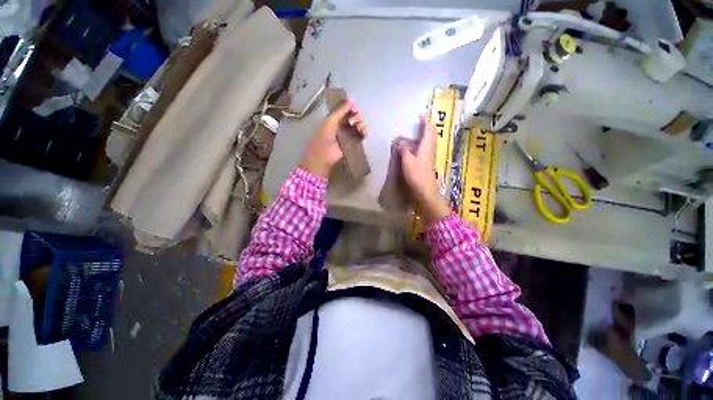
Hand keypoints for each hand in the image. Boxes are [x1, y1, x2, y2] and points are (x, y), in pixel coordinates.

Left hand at [300, 100, 366, 177]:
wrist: (324, 156)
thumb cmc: (324, 137)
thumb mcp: (330, 121)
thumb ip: (340, 111)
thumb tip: (352, 100)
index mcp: (335, 119)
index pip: (347, 110)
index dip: (351, 108)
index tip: (353, 108)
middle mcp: (343, 125)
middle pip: (355, 116)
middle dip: (357, 116)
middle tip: (353, 121)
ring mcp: (349, 134)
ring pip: (360, 124)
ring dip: (360, 123)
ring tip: (357, 127)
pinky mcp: (354, 143)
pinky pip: (362, 134)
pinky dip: (364, 131)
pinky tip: (362, 131)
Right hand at [397, 116, 449, 224]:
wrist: (425, 190)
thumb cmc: (417, 174)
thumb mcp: (407, 161)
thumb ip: (404, 150)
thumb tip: (399, 143)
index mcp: (427, 146)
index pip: (428, 129)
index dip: (425, 121)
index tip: (421, 115)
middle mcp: (430, 149)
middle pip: (431, 134)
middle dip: (426, 127)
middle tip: (418, 123)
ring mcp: (430, 156)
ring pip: (429, 141)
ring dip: (424, 135)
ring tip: (415, 133)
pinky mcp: (427, 162)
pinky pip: (425, 148)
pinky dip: (421, 144)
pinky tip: (413, 147)